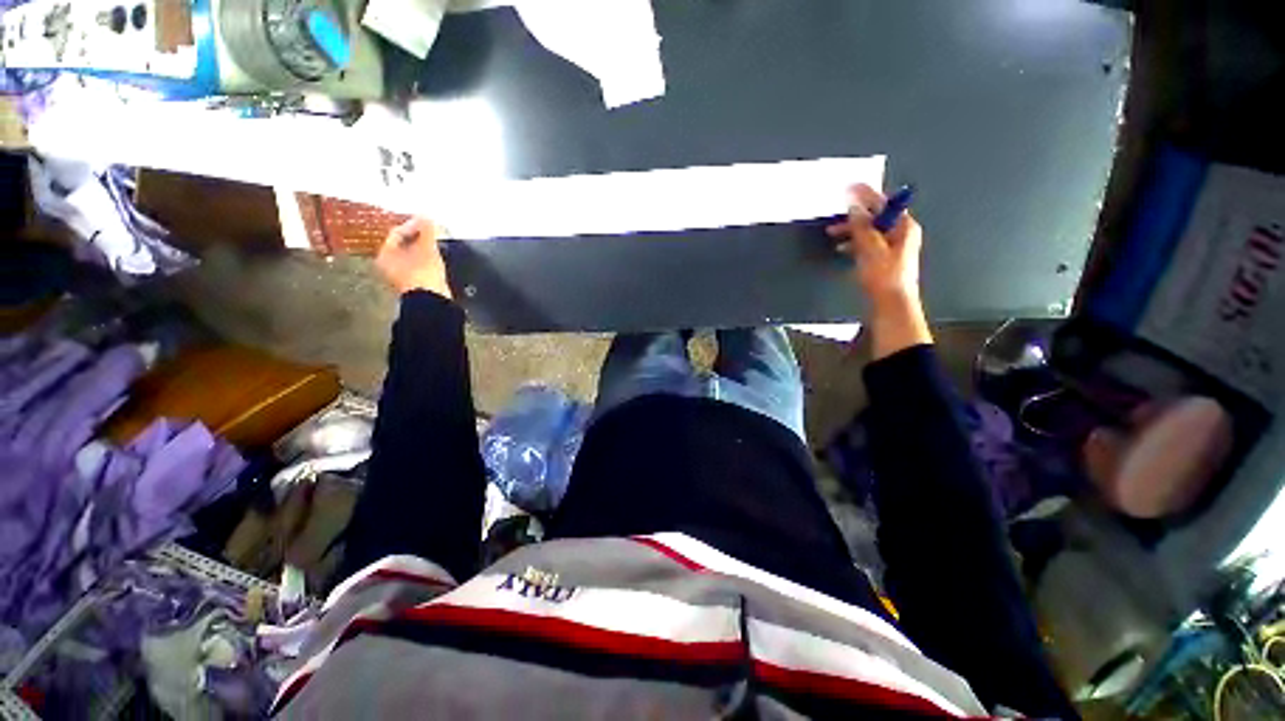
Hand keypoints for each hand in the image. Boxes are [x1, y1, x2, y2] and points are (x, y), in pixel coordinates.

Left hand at [376, 217, 452, 298]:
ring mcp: (400, 276)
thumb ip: (427, 231)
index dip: (413, 225)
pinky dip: (425, 260)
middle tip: (432, 232)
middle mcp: (388, 265)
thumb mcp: (427, 248)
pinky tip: (436, 260)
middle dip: (418, 237)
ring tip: (436, 244)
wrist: (432, 301)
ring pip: (411, 256)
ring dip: (423, 249)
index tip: (428, 221)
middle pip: (403, 245)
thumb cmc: (424, 272)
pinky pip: (417, 266)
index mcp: (385, 254)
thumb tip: (426, 215)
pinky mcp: (413, 284)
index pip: (397, 233)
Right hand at [826, 184, 923, 303]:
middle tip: (835, 216)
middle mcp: (901, 234)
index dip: (866, 195)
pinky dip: (854, 243)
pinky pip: (867, 244)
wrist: (891, 306)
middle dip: (854, 217)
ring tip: (833, 234)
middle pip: (876, 217)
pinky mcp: (883, 260)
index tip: (850, 187)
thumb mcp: (870, 249)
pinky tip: (842, 248)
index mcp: (904, 228)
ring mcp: (892, 248)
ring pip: (869, 231)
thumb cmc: (885, 278)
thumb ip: (862, 226)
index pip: (884, 203)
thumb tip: (854, 207)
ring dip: (851, 231)